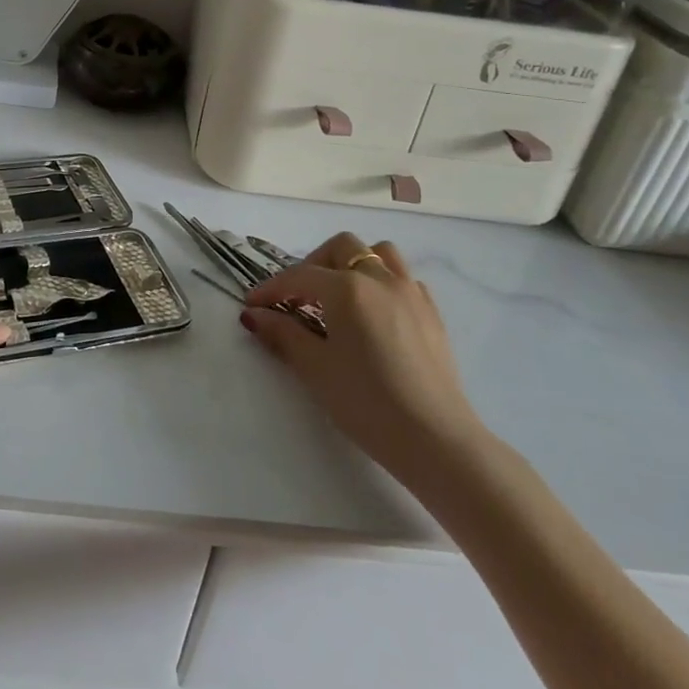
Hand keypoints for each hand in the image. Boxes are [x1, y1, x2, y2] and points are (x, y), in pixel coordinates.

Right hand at [242, 233, 488, 489]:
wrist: (436, 439)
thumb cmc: (367, 403)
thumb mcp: (315, 369)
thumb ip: (283, 334)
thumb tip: (254, 314)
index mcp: (347, 288)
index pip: (299, 277)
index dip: (271, 288)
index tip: (252, 304)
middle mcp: (380, 279)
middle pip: (342, 248)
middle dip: (314, 265)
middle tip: (297, 298)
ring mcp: (411, 293)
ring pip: (380, 254)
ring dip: (353, 264)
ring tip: (338, 295)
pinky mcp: (432, 314)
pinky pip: (404, 280)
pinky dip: (383, 284)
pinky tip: (374, 314)